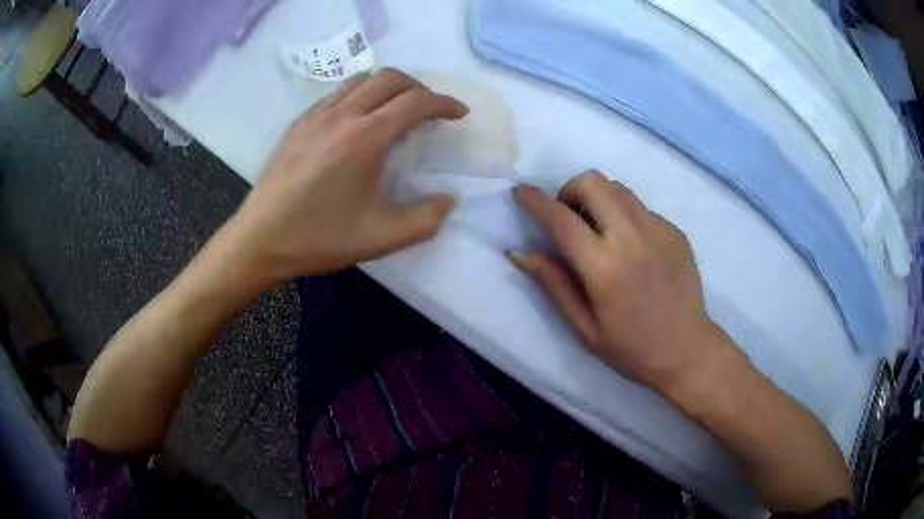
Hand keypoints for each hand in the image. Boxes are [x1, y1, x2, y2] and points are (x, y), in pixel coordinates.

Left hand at [222, 68, 467, 288]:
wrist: (261, 239)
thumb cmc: (320, 238)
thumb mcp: (381, 238)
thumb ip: (425, 219)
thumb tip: (449, 199)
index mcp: (365, 138)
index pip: (415, 102)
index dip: (444, 103)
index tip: (459, 113)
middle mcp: (341, 115)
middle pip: (391, 78)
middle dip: (420, 88)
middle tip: (430, 110)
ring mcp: (316, 115)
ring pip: (361, 79)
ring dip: (388, 86)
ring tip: (396, 109)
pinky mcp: (298, 123)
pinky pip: (337, 93)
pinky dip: (360, 95)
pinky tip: (358, 119)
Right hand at [509, 171, 729, 393]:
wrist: (687, 350)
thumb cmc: (632, 349)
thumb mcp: (584, 328)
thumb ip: (554, 284)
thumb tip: (519, 253)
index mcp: (605, 269)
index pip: (561, 219)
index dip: (535, 201)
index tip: (521, 191)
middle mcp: (632, 238)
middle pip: (593, 182)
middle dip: (570, 190)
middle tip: (569, 218)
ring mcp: (659, 230)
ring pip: (617, 188)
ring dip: (597, 198)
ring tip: (598, 230)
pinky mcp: (675, 231)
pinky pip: (640, 207)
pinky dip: (623, 215)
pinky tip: (630, 247)